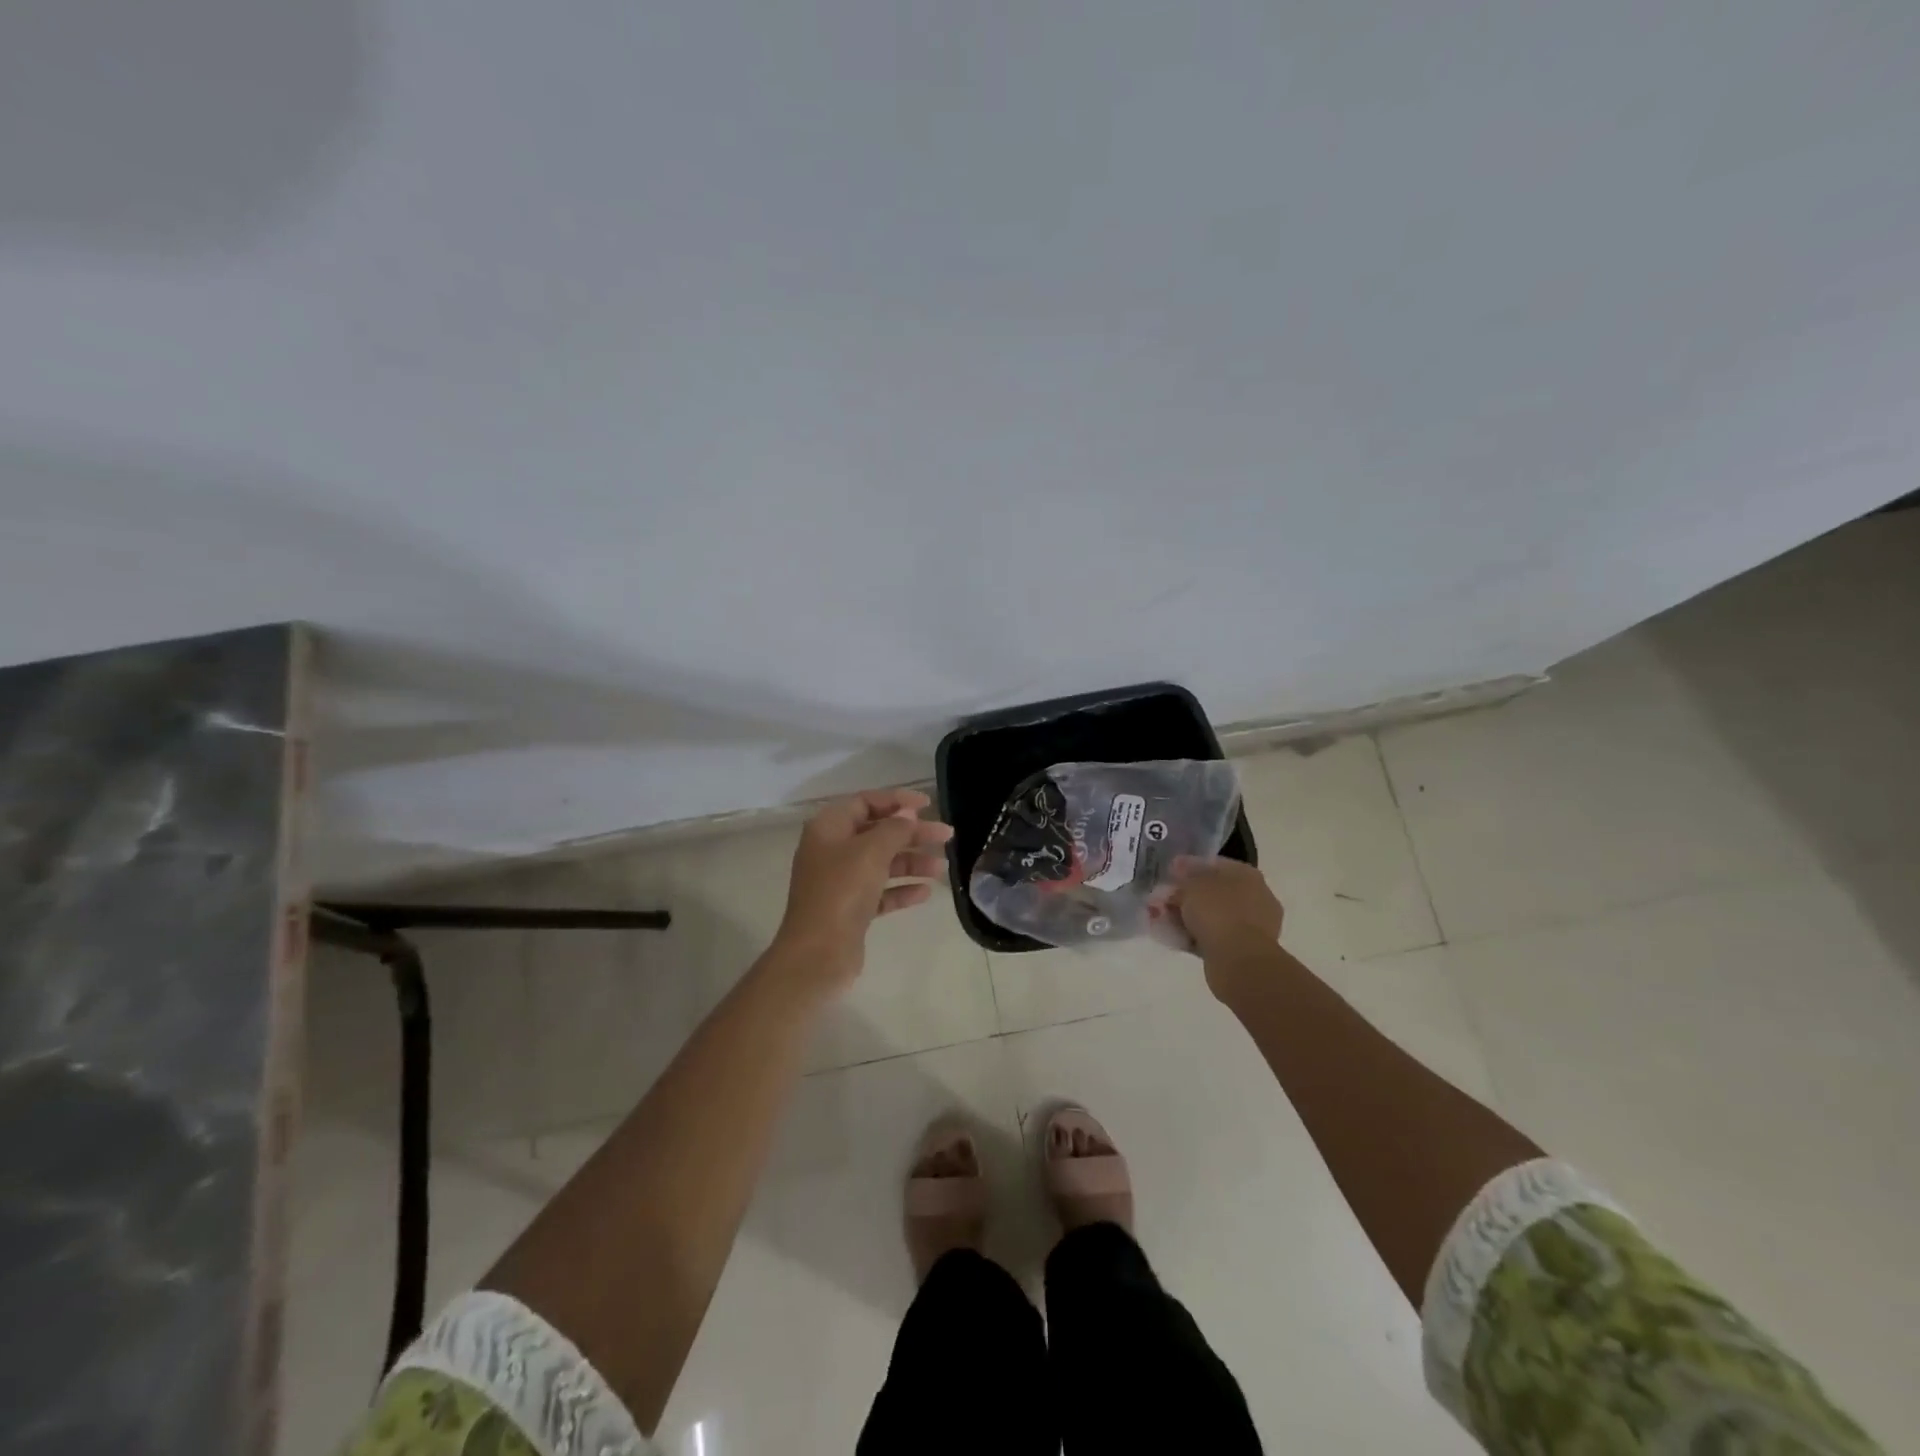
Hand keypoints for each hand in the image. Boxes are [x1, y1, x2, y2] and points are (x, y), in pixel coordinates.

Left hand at [773, 788, 952, 990]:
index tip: (927, 805)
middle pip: (877, 833)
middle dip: (912, 834)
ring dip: (912, 862)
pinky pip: (880, 892)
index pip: (865, 802)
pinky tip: (925, 893)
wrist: (818, 955)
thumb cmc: (841, 892)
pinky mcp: (850, 910)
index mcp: (828, 829)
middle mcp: (832, 851)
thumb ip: (894, 829)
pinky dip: (901, 889)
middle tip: (946, 836)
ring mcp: (840, 882)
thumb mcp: (871, 851)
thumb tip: (907, 814)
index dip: (896, 800)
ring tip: (941, 869)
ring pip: (882, 863)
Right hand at [1166, 856, 1284, 987]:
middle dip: (1187, 896)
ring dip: (1187, 917)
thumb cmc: (1218, 912)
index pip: (1215, 865)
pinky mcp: (1244, 950)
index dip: (1189, 868)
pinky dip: (1194, 936)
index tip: (1169, 874)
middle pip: (1214, 892)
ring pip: (1213, 916)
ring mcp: (1253, 926)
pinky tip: (1173, 937)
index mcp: (1248, 875)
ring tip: (1161, 920)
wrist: (1239, 960)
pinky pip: (1214, 937)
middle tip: (1162, 900)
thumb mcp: (1192, 885)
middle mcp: (1256, 897)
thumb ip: (1184, 875)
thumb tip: (1179, 866)